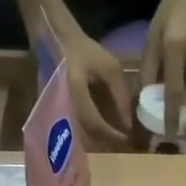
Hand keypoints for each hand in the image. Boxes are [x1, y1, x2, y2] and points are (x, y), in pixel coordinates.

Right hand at [60, 34, 135, 151]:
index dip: (110, 133)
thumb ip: (121, 95)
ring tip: (113, 137)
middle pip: (84, 134)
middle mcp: (63, 103)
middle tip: (121, 141)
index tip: (125, 137)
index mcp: (75, 90)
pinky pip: (75, 128)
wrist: (58, 44)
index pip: (93, 121)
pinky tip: (101, 130)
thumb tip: (128, 125)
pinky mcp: (57, 112)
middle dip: (104, 141)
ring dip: (97, 139)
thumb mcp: (111, 68)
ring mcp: (58, 109)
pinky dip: (90, 132)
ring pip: (78, 135)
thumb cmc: (87, 53)